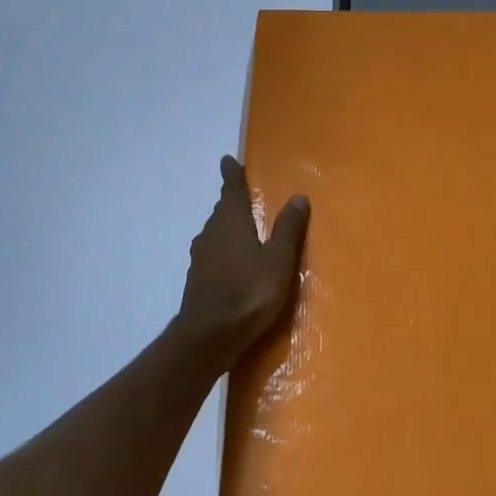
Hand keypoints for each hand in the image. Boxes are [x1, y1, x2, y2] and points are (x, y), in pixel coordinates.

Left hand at [178, 156, 309, 360]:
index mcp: (231, 221)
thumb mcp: (278, 260)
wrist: (208, 336)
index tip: (227, 160)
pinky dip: (223, 250)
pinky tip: (233, 263)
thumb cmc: (248, 291)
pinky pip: (212, 253)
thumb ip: (288, 228)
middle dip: (232, 201)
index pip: (231, 189)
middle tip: (242, 195)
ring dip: (227, 227)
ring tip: (242, 229)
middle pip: (222, 210)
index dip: (231, 174)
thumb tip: (298, 196)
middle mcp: (212, 232)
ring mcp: (201, 257)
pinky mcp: (197, 279)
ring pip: (215, 232)